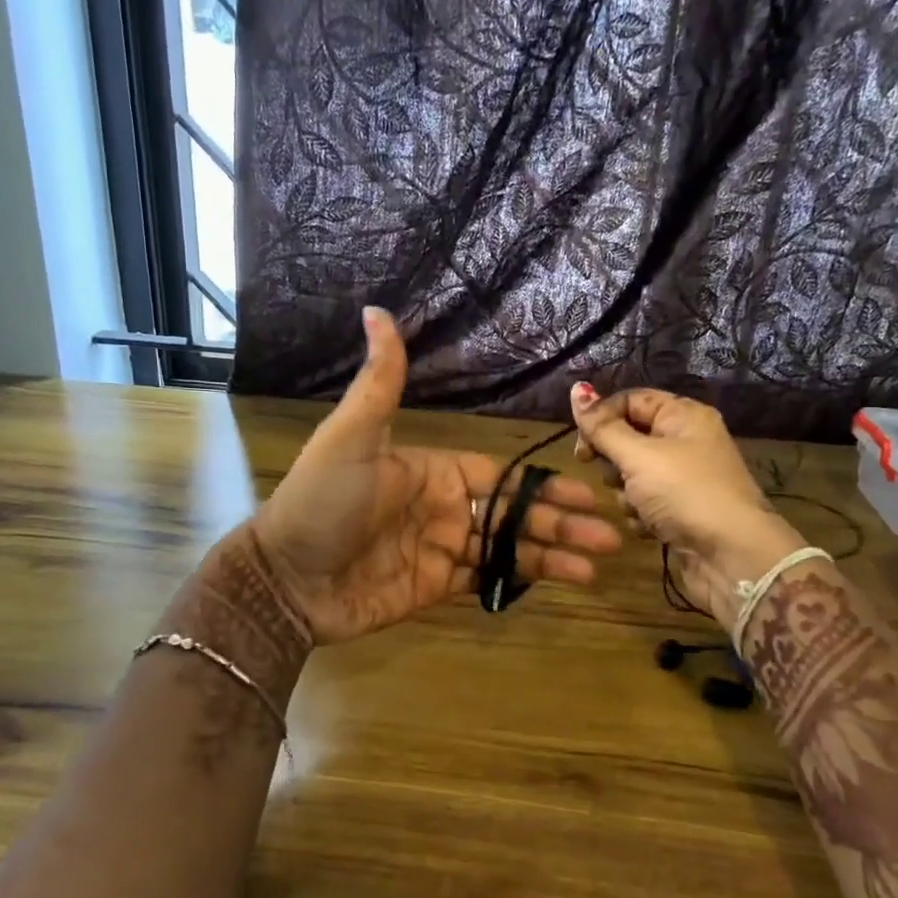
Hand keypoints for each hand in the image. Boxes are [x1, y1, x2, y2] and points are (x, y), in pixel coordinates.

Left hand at [252, 310, 621, 644]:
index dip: (543, 485)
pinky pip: (485, 579)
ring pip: (507, 548)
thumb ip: (380, 382)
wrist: (286, 579)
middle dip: (560, 522)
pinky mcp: (433, 587)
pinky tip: (555, 581)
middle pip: (514, 513)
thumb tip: (377, 310)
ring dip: (552, 555)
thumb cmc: (321, 503)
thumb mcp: (351, 437)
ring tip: (596, 565)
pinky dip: (520, 579)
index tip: (587, 492)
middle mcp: (443, 507)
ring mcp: (440, 549)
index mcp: (433, 471)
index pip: (502, 476)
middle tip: (610, 536)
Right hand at [568, 383, 804, 629]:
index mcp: (683, 415)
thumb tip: (576, 387)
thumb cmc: (685, 493)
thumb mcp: (638, 456)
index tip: (581, 448)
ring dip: (626, 492)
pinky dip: (640, 514)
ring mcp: (684, 478)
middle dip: (614, 460)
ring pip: (633, 474)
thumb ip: (602, 426)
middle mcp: (686, 441)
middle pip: (629, 437)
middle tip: (613, 477)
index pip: (630, 401)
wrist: (732, 556)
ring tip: (637, 506)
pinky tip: (649, 528)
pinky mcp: (680, 510)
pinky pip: (645, 502)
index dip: (602, 419)